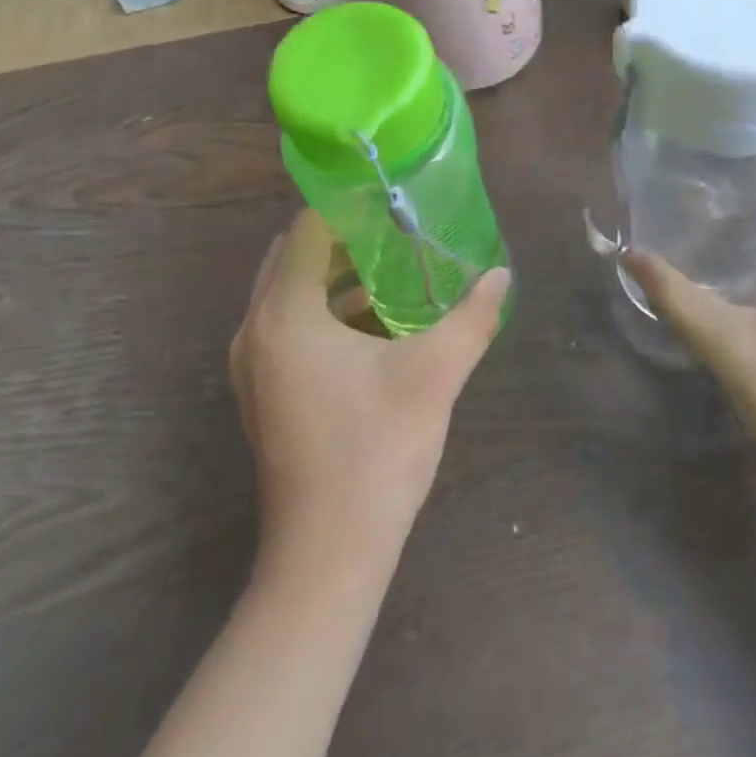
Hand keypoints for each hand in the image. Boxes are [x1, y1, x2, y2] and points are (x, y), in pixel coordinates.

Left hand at [232, 211, 510, 562]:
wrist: (328, 555)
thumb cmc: (377, 452)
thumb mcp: (435, 375)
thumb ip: (472, 317)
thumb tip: (503, 276)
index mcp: (285, 314)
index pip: (309, 229)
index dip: (349, 207)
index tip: (392, 201)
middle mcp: (256, 329)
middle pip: (295, 256)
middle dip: (343, 238)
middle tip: (396, 231)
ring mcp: (252, 365)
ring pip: (290, 293)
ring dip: (335, 276)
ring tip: (392, 270)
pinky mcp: (262, 392)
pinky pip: (288, 326)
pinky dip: (325, 310)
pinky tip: (374, 324)